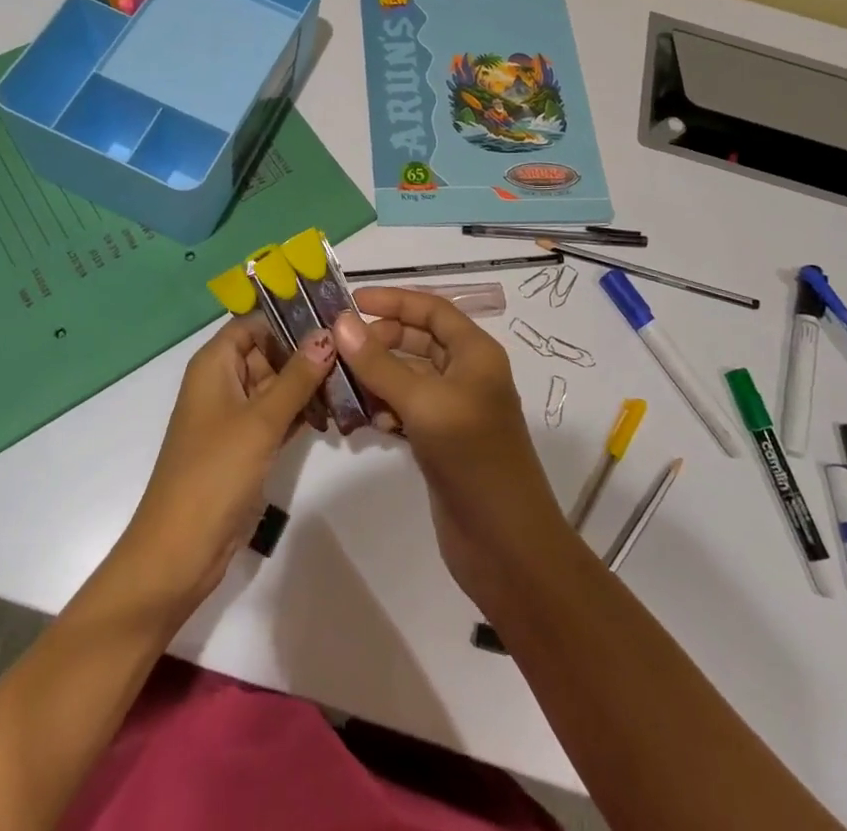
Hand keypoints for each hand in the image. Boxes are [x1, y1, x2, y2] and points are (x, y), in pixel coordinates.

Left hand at [112, 317, 334, 621]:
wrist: (180, 550)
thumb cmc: (215, 472)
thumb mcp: (260, 420)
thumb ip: (297, 376)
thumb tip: (327, 334)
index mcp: (214, 364)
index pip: (253, 322)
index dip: (288, 316)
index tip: (331, 315)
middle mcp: (223, 382)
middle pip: (268, 351)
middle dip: (306, 352)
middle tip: (355, 349)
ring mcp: (234, 416)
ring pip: (276, 385)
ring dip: (308, 383)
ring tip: (355, 376)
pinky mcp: (246, 446)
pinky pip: (277, 415)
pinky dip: (302, 411)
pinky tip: (337, 409)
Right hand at [334, 290, 573, 610]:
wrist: (506, 545)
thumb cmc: (472, 459)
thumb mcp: (424, 403)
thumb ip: (379, 363)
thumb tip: (341, 323)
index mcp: (475, 353)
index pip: (432, 308)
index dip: (393, 300)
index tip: (351, 302)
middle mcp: (467, 373)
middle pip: (418, 339)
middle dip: (380, 340)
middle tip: (340, 350)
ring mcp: (454, 409)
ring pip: (408, 375)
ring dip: (377, 376)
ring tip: (343, 385)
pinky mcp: (441, 440)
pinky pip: (407, 408)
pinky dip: (385, 407)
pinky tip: (367, 421)